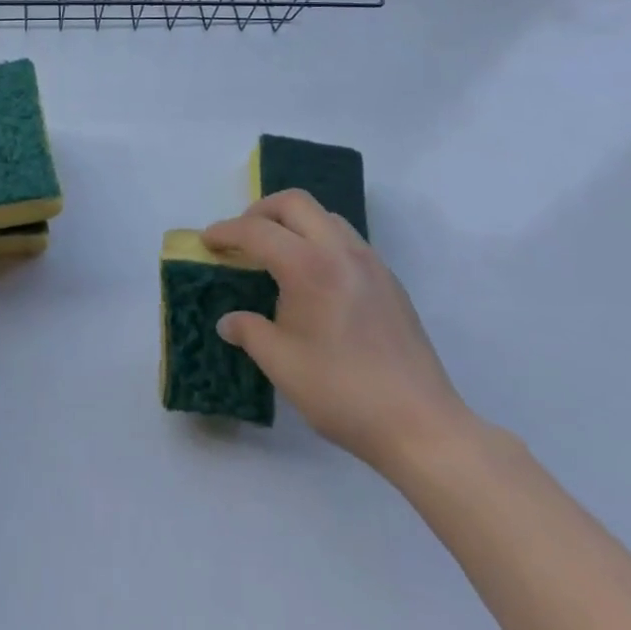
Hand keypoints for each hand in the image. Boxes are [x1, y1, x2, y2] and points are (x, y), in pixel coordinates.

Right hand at [203, 191, 473, 474]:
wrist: (422, 426)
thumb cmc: (344, 393)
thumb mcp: (282, 365)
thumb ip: (249, 332)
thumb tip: (229, 321)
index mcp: (309, 266)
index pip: (257, 231)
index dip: (227, 232)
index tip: (208, 241)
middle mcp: (340, 250)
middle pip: (294, 203)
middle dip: (261, 211)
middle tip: (242, 238)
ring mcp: (370, 262)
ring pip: (324, 216)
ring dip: (294, 222)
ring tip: (278, 253)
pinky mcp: (389, 279)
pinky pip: (346, 238)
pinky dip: (320, 240)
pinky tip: (314, 278)